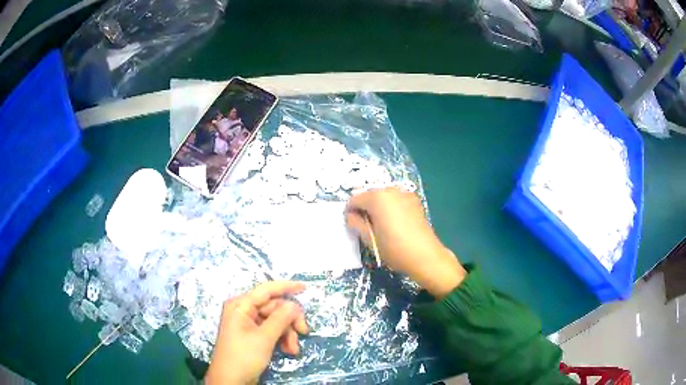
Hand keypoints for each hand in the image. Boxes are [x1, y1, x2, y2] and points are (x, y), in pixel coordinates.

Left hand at [206, 281, 307, 384]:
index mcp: (240, 306)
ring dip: (288, 334)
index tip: (305, 288)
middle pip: (274, 308)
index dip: (286, 287)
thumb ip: (280, 319)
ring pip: (276, 321)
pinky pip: (271, 331)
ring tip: (294, 350)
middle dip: (290, 321)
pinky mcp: (253, 337)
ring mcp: (248, 325)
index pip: (266, 290)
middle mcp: (244, 311)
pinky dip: (282, 339)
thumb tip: (294, 305)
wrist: (231, 381)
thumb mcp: (264, 338)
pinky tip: (288, 351)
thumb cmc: (243, 357)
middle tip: (304, 332)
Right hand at [346, 187, 466, 297]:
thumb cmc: (394, 248)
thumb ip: (356, 223)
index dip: (350, 212)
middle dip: (364, 208)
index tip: (352, 226)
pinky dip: (390, 208)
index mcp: (377, 197)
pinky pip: (395, 200)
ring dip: (378, 208)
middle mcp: (390, 190)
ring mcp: (404, 194)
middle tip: (366, 227)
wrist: (425, 256)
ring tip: (381, 226)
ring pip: (383, 197)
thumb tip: (351, 216)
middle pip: (369, 195)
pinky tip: (394, 223)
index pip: (354, 199)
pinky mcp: (414, 201)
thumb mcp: (369, 239)